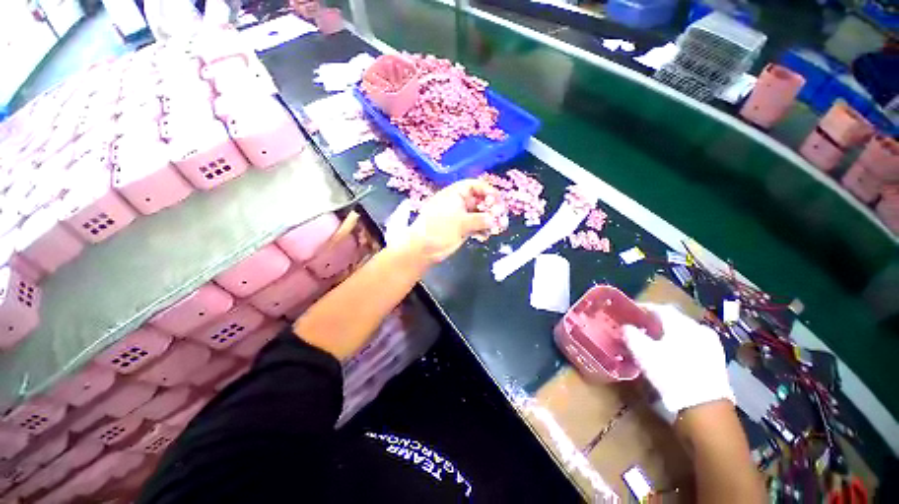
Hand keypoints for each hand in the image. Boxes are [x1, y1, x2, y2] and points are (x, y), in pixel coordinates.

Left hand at [399, 180, 495, 263]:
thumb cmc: (439, 230)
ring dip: (489, 220)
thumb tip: (494, 219)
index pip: (475, 186)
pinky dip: (482, 229)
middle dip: (491, 208)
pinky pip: (475, 225)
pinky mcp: (461, 228)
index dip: (488, 191)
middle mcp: (459, 203)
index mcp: (455, 194)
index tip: (499, 201)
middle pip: (480, 200)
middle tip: (501, 217)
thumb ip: (479, 219)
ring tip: (498, 228)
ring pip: (479, 214)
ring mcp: (460, 216)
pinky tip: (486, 236)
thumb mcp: (460, 222)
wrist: (423, 249)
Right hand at [623, 303, 733, 416]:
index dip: (644, 308)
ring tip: (655, 342)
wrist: (705, 405)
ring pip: (684, 332)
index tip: (631, 312)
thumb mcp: (643, 352)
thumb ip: (632, 335)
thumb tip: (626, 326)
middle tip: (641, 328)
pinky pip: (694, 343)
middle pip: (673, 319)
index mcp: (681, 323)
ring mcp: (711, 343)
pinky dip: (680, 344)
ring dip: (669, 333)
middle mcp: (698, 328)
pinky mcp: (716, 359)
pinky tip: (672, 355)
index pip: (660, 307)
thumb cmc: (670, 372)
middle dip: (656, 322)